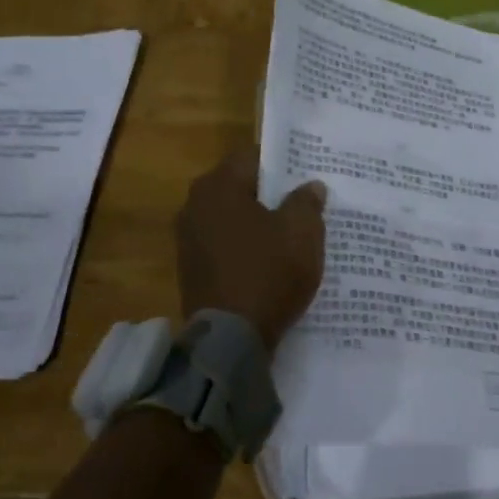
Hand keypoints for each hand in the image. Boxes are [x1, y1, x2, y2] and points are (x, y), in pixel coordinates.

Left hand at [176, 149, 326, 351]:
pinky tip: (270, 263)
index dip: (282, 164)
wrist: (230, 341)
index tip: (305, 175)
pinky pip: (225, 247)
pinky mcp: (191, 271)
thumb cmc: (268, 272)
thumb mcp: (302, 232)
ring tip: (290, 236)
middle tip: (302, 204)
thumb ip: (307, 202)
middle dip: (270, 195)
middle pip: (240, 188)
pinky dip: (245, 250)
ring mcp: (188, 240)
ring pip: (232, 219)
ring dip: (257, 224)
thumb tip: (310, 186)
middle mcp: (194, 206)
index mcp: (217, 186)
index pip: (252, 157)